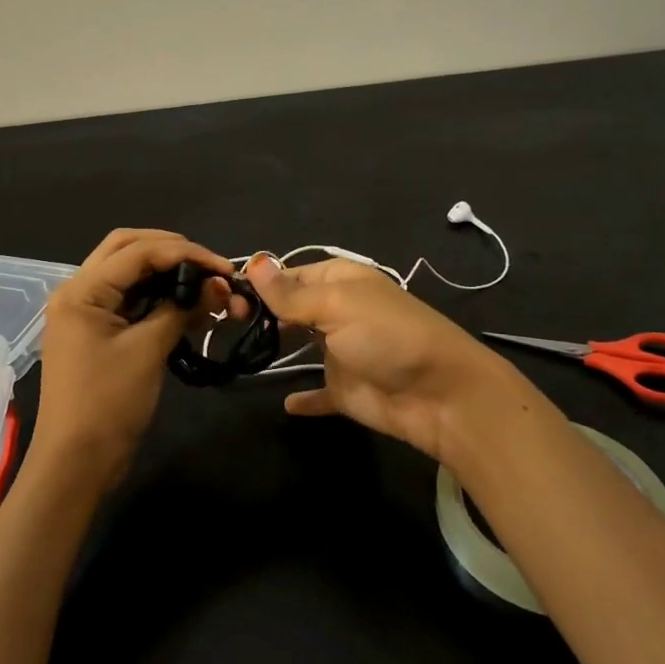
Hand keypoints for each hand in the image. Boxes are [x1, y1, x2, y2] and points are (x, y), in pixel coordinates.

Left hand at [31, 229, 237, 492]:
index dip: (185, 252)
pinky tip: (188, 307)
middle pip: (128, 248)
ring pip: (129, 272)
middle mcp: (78, 291)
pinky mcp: (96, 332)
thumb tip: (216, 286)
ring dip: (167, 273)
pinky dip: (158, 297)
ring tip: (206, 287)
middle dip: (172, 251)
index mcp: (82, 290)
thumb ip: (180, 309)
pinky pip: (129, 300)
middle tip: (209, 266)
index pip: (138, 251)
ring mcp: (85, 312)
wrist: (76, 464)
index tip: (224, 267)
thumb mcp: (148, 350)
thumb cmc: (108, 404)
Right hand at [244, 255, 540, 468]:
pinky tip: (286, 402)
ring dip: (277, 345)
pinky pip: (319, 393)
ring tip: (237, 348)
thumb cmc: (388, 337)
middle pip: (293, 307)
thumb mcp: (338, 306)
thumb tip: (254, 261)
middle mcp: (340, 312)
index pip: (292, 274)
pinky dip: (305, 398)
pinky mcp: (347, 390)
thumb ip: (292, 293)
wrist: (441, 395)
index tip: (224, 292)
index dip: (261, 281)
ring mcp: (343, 352)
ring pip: (302, 345)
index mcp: (341, 282)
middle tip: (223, 320)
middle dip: (262, 311)